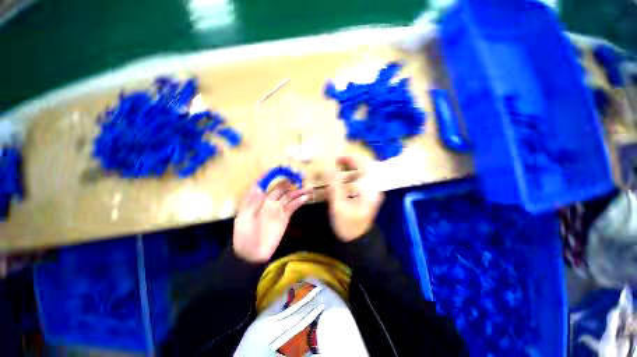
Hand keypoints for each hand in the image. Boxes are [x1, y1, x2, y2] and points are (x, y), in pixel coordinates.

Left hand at [233, 180, 309, 262]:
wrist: (251, 254)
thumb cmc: (243, 236)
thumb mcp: (243, 219)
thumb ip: (251, 203)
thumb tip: (258, 187)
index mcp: (257, 199)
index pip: (265, 183)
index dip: (273, 175)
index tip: (282, 169)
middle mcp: (269, 201)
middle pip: (281, 188)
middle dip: (289, 181)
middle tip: (300, 176)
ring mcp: (278, 209)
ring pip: (289, 196)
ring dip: (298, 191)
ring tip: (307, 186)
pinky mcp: (285, 217)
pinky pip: (292, 207)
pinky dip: (299, 201)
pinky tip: (305, 197)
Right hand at [326, 156, 383, 241]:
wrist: (356, 240)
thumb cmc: (348, 225)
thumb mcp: (339, 206)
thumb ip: (335, 185)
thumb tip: (328, 168)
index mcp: (370, 190)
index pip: (365, 165)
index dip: (351, 158)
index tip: (337, 157)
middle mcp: (374, 187)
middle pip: (365, 166)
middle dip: (350, 161)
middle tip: (335, 160)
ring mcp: (371, 191)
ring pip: (362, 172)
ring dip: (350, 166)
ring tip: (337, 165)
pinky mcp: (367, 194)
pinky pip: (360, 179)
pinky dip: (350, 174)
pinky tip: (341, 176)